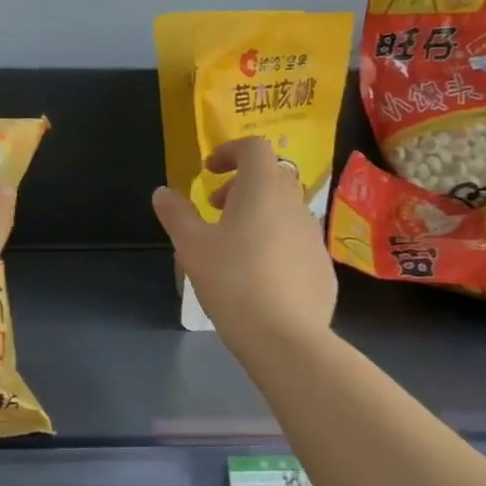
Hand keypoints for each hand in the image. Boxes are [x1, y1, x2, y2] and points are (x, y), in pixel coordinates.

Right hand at [152, 137, 337, 350]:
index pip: (254, 147)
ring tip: (230, 246)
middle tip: (214, 209)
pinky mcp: (322, 267)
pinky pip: (295, 241)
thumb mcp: (191, 246)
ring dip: (257, 215)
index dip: (230, 151)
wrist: (286, 338)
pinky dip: (274, 243)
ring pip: (284, 210)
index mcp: (263, 190)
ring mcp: (313, 236)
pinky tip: (256, 276)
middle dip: (241, 185)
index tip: (208, 172)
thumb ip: (176, 214)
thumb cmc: (233, 281)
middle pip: (271, 177)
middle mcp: (294, 205)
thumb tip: (163, 192)